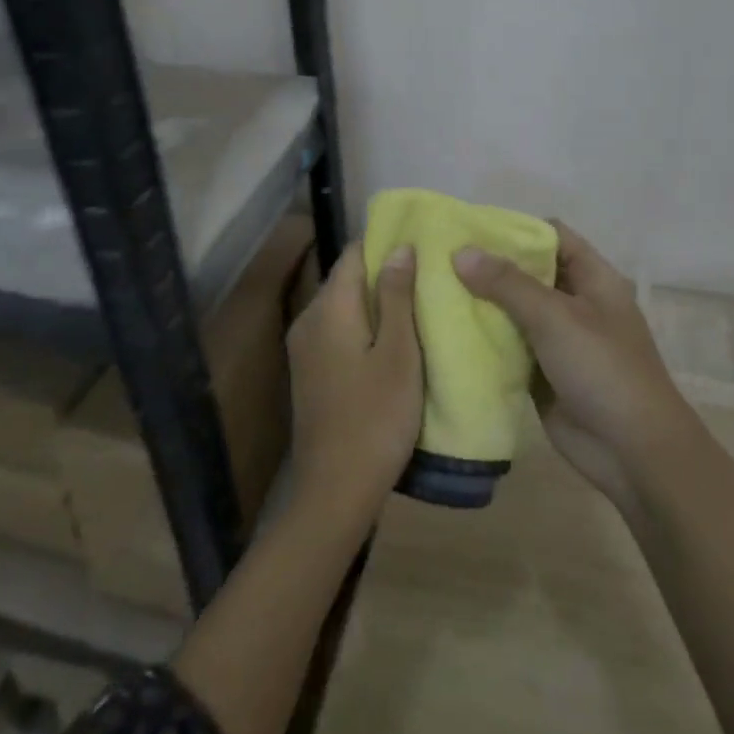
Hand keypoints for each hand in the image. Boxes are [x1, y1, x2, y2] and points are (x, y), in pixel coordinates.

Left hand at [285, 241, 423, 525]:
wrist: (335, 488)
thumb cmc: (376, 417)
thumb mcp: (399, 354)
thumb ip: (397, 296)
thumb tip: (399, 247)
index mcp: (329, 308)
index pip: (353, 253)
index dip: (386, 244)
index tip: (422, 246)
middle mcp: (309, 319)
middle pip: (347, 279)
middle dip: (385, 274)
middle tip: (429, 278)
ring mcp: (305, 347)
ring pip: (344, 307)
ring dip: (377, 303)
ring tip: (419, 307)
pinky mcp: (310, 371)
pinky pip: (338, 332)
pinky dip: (364, 327)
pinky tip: (393, 343)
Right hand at [454, 222, 695, 509]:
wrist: (633, 452)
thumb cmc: (603, 370)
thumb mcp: (556, 318)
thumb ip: (508, 284)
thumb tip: (460, 252)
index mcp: (593, 279)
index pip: (552, 236)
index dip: (514, 229)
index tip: (468, 229)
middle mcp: (575, 303)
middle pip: (528, 273)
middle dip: (488, 267)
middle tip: (439, 259)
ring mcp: (558, 340)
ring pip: (514, 311)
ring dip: (481, 303)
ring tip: (433, 289)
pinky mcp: (542, 373)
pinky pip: (508, 346)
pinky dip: (483, 339)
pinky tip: (446, 331)